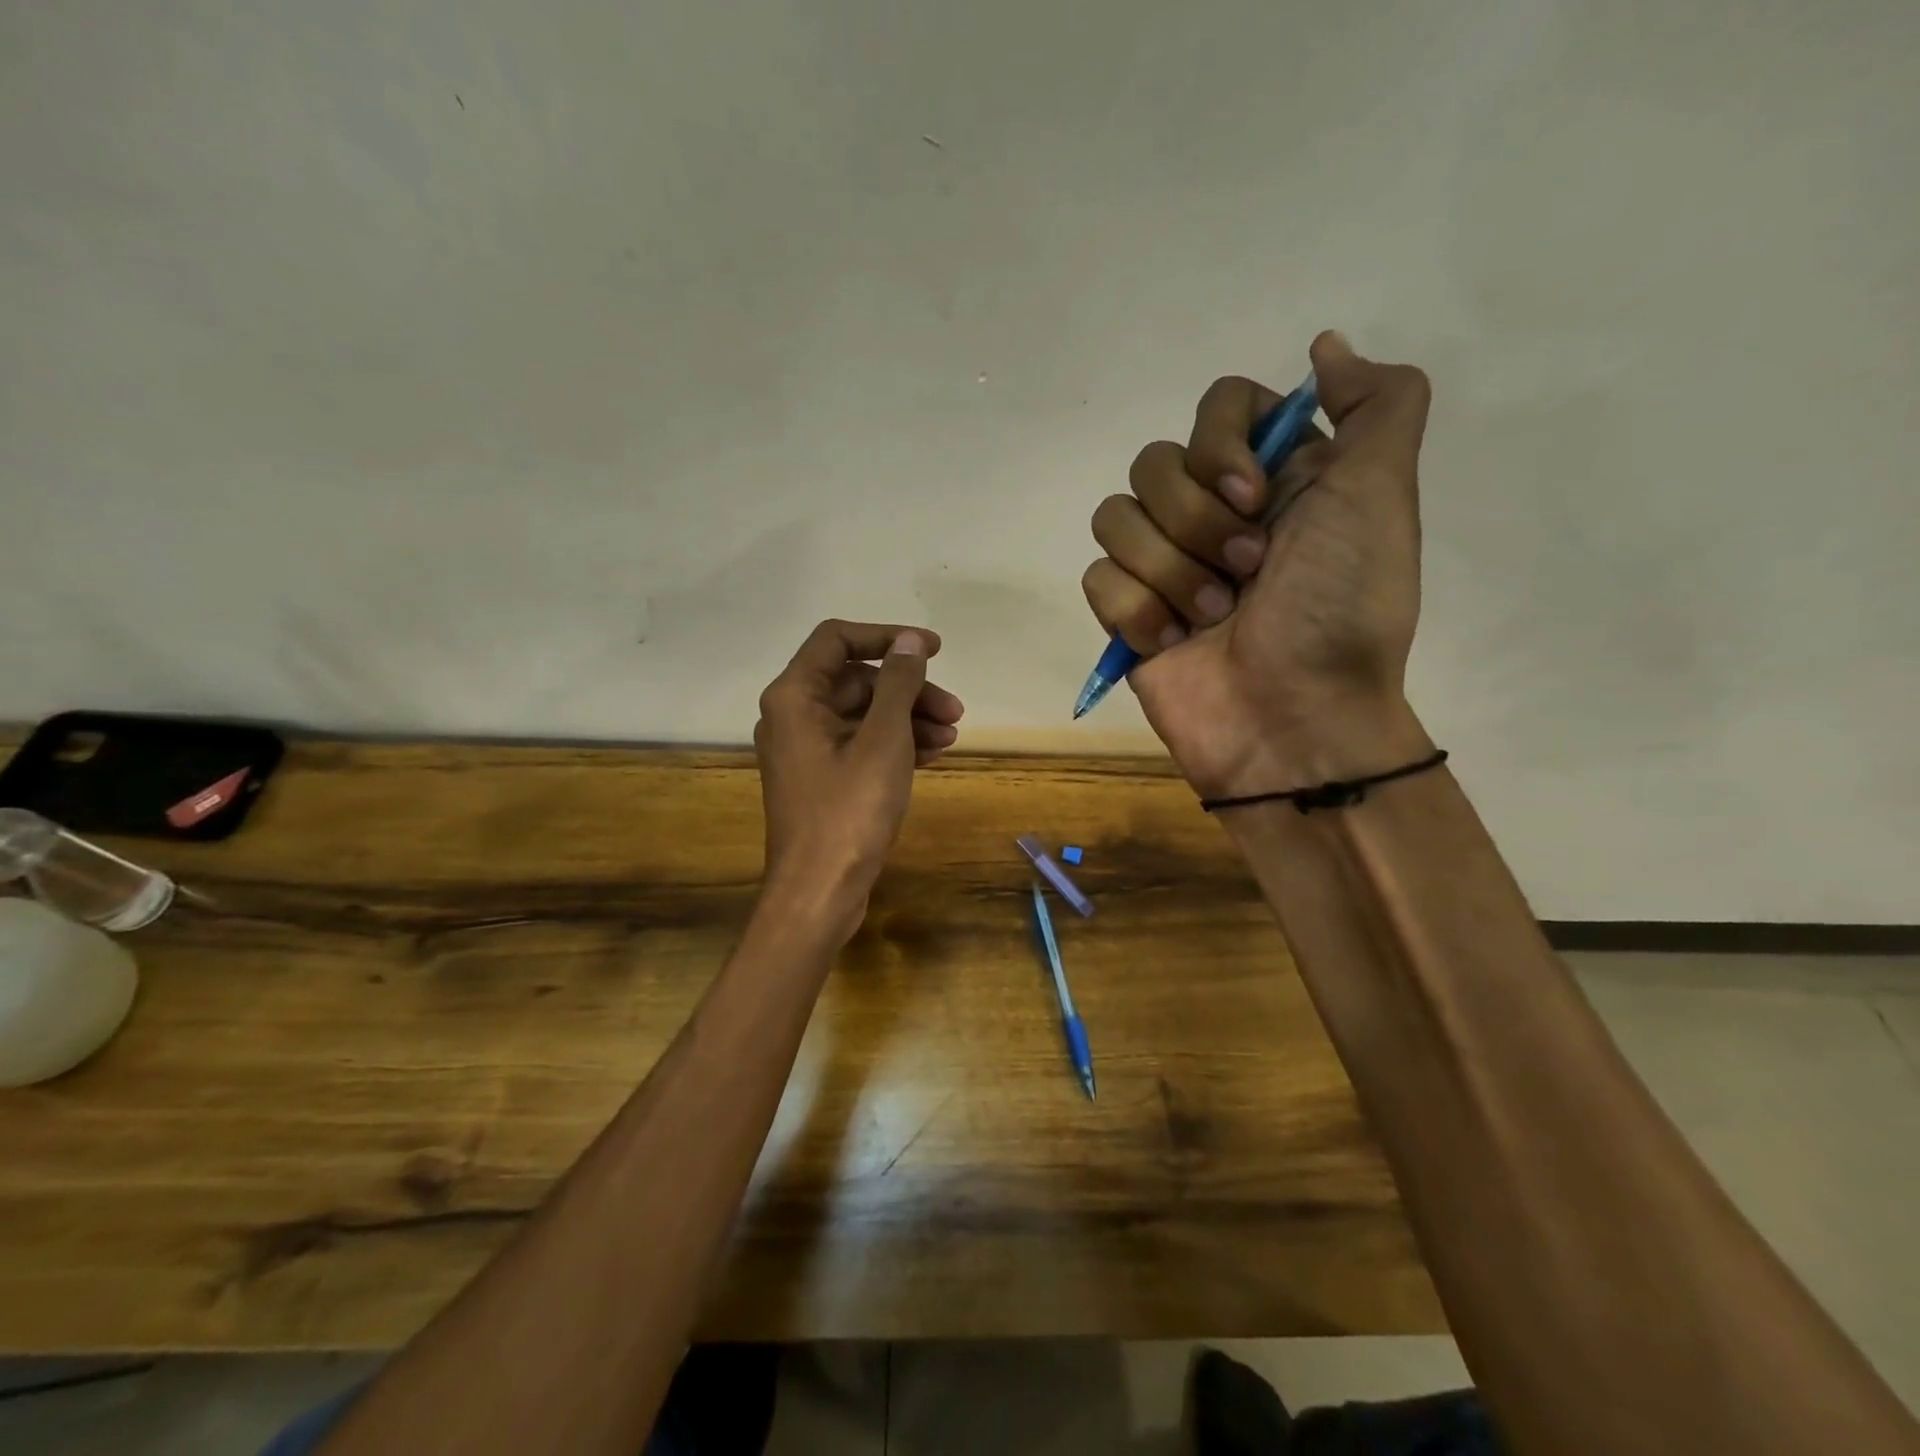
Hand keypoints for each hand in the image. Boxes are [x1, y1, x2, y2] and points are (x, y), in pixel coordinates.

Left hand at [753, 619, 964, 937]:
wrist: (819, 892)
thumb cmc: (850, 811)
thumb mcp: (884, 740)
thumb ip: (898, 683)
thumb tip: (908, 641)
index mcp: (794, 696)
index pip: (838, 640)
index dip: (888, 637)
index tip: (933, 649)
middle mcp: (792, 715)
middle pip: (856, 680)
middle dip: (909, 690)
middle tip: (955, 710)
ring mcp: (805, 750)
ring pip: (862, 714)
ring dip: (908, 718)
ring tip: (951, 736)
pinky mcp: (820, 779)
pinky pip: (860, 744)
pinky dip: (894, 744)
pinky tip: (933, 755)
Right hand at [1082, 331, 1433, 797]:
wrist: (1294, 721)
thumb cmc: (1341, 612)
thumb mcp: (1382, 498)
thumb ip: (1377, 405)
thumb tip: (1324, 347)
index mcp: (1273, 477)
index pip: (1217, 405)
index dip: (1221, 445)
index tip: (1255, 498)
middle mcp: (1213, 511)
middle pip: (1154, 462)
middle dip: (1198, 524)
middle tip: (1247, 574)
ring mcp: (1164, 564)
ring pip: (1115, 518)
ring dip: (1170, 573)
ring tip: (1212, 619)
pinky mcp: (1127, 612)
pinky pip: (1097, 577)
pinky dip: (1136, 611)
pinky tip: (1173, 644)